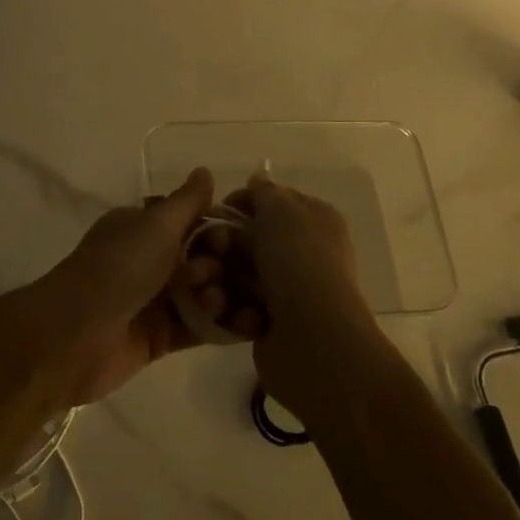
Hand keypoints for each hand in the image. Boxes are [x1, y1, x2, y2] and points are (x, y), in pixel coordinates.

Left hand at [8, 168, 216, 406]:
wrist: (77, 334)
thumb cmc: (119, 268)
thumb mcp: (156, 225)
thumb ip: (187, 202)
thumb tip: (205, 171)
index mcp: (142, 228)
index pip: (191, 223)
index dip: (216, 230)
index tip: (228, 240)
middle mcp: (149, 261)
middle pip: (202, 259)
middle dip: (219, 265)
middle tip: (210, 275)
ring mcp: (154, 301)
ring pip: (203, 294)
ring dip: (222, 296)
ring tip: (215, 302)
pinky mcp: (161, 337)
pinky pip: (200, 328)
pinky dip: (223, 326)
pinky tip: (248, 324)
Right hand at [175, 172, 377, 416]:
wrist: (313, 339)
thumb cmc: (297, 263)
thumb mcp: (280, 210)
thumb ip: (264, 192)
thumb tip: (259, 179)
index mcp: (314, 220)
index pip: (271, 201)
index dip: (241, 203)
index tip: (215, 212)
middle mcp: (304, 252)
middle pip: (248, 238)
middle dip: (221, 245)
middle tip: (204, 254)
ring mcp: (288, 290)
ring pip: (238, 274)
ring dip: (218, 279)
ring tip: (208, 289)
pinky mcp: (271, 322)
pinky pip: (238, 305)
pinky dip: (228, 308)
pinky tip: (222, 311)